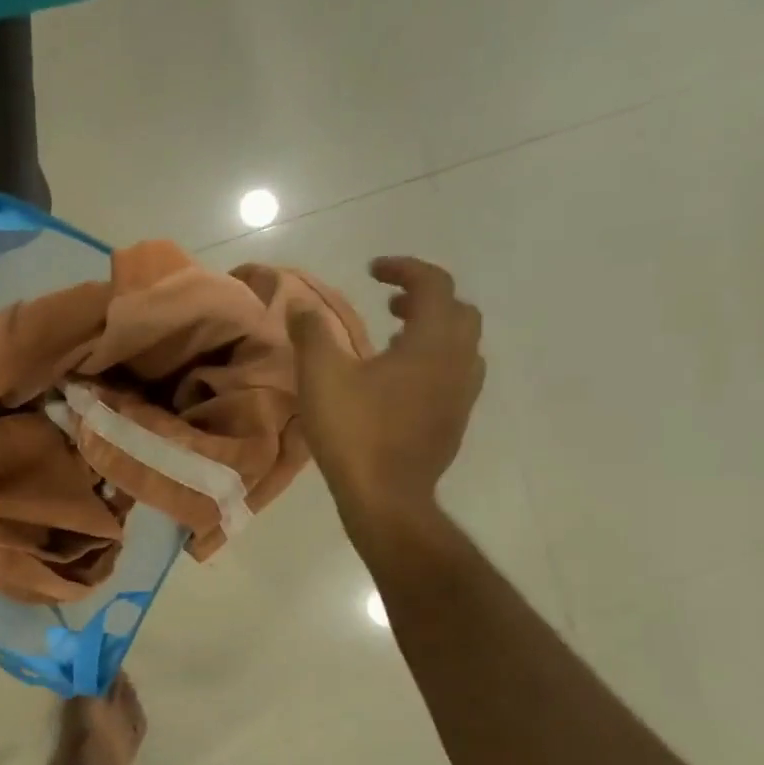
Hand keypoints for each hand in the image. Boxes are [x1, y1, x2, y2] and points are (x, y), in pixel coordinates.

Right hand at [288, 257, 484, 532]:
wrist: (387, 496)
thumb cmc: (355, 432)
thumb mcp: (321, 376)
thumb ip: (312, 334)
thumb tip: (302, 306)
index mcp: (431, 341)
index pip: (432, 284)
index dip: (404, 269)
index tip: (373, 270)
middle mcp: (458, 360)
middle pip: (457, 310)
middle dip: (424, 298)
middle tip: (388, 303)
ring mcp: (462, 393)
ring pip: (461, 343)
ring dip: (432, 329)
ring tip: (394, 339)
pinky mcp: (456, 419)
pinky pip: (455, 372)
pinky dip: (433, 360)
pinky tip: (401, 381)